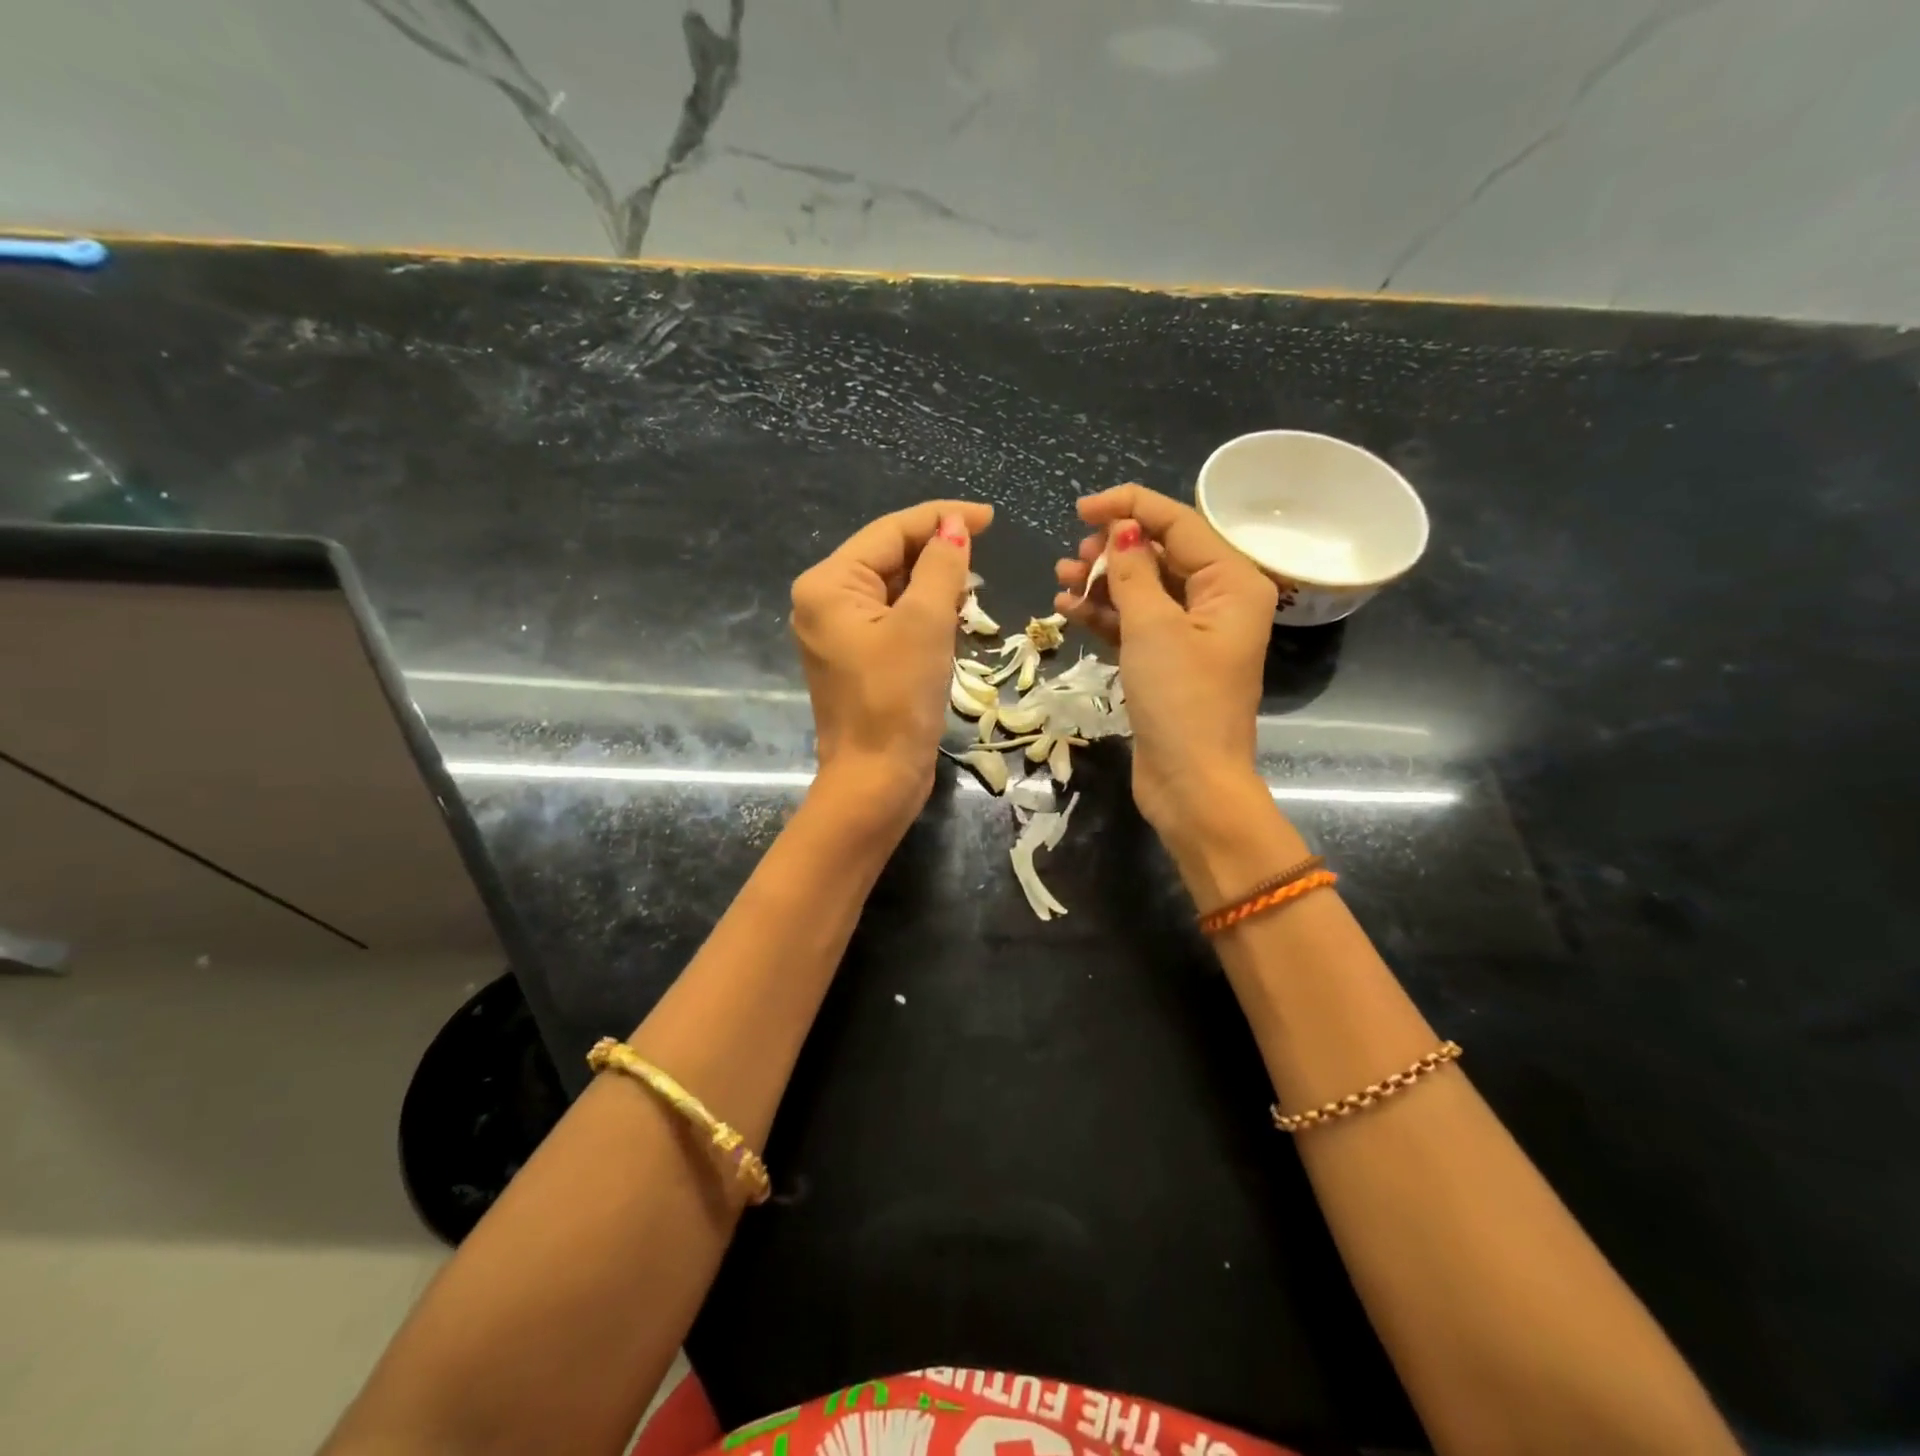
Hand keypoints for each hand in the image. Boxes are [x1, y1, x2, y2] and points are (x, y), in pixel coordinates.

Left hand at [791, 499, 992, 828]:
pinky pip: (891, 618)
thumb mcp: (925, 624)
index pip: (889, 532)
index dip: (940, 519)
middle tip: (985, 554)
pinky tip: (952, 615)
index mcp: (828, 584)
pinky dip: (922, 612)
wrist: (876, 779)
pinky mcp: (855, 658)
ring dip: (932, 583)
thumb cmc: (897, 698)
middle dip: (936, 553)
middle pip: (887, 557)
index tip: (989, 517)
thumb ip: (941, 567)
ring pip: (892, 589)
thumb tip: (954, 526)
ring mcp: (837, 632)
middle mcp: (823, 601)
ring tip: (973, 587)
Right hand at [1054, 484, 1276, 834]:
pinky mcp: (1168, 662)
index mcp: (1232, 582)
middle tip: (1073, 558)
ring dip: (1103, 582)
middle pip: (1161, 555)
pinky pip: (1135, 623)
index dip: (1130, 507)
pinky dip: (1105, 614)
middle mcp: (1218, 601)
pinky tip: (1068, 608)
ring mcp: (1192, 634)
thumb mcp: (1153, 628)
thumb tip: (1120, 527)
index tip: (1081, 509)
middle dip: (1113, 551)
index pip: (1179, 523)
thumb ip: (1133, 572)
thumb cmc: (1180, 700)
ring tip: (1062, 580)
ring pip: (1144, 590)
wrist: (1191, 783)